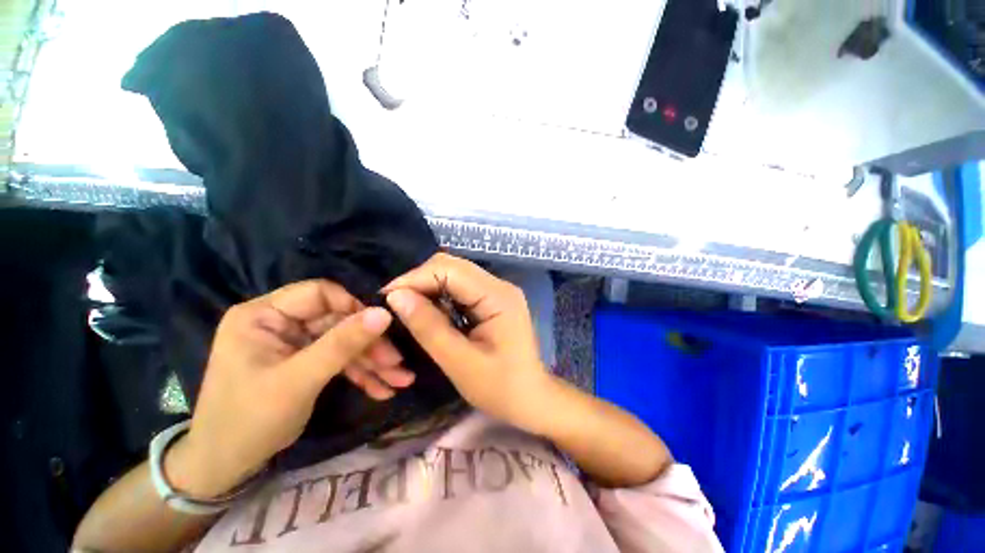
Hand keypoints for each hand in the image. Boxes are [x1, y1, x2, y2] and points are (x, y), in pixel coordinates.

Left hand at [166, 280, 411, 498]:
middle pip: (339, 321)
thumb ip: (342, 344)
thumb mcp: (298, 381)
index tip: (383, 328)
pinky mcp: (306, 361)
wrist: (226, 467)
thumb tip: (384, 314)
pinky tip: (382, 389)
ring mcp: (295, 343)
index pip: (320, 294)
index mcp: (264, 315)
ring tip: (400, 380)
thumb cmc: (249, 420)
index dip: (354, 307)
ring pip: (345, 342)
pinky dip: (361, 374)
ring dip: (372, 362)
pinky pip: (340, 360)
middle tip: (397, 364)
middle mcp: (280, 322)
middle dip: (370, 345)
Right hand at [383, 253, 553, 433]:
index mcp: (498, 296)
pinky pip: (460, 288)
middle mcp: (499, 285)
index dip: (414, 279)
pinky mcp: (492, 300)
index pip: (449, 269)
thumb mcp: (460, 363)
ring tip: (407, 311)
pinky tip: (429, 314)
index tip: (385, 300)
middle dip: (419, 282)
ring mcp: (497, 291)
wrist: (532, 399)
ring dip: (427, 288)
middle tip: (394, 307)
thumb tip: (396, 296)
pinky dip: (439, 297)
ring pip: (453, 275)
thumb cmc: (501, 388)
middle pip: (451, 266)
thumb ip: (429, 328)